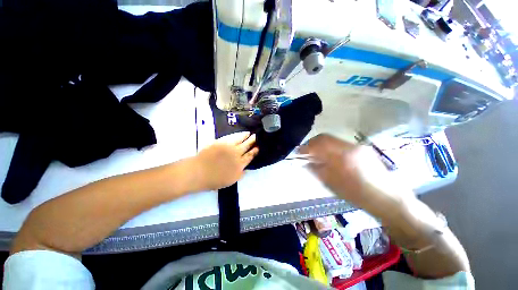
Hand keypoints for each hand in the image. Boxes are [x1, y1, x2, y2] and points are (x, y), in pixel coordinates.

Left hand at [194, 132, 258, 190]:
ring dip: (248, 137)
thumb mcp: (230, 181)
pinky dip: (240, 134)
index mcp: (239, 166)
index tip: (258, 147)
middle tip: (258, 137)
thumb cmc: (213, 179)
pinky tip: (243, 133)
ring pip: (242, 140)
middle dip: (253, 142)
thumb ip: (240, 174)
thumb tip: (246, 168)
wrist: (198, 172)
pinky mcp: (223, 142)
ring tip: (251, 134)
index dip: (255, 151)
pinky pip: (234, 137)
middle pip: (247, 147)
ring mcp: (230, 147)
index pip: (250, 156)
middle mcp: (237, 155)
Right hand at [299, 134, 413, 217]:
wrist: (388, 198)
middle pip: (325, 137)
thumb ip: (317, 171)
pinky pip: (341, 144)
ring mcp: (357, 146)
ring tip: (317, 154)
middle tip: (306, 151)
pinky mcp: (362, 149)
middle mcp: (349, 147)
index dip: (306, 147)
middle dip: (313, 143)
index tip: (299, 152)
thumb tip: (306, 163)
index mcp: (342, 157)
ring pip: (333, 140)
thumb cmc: (358, 195)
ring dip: (322, 145)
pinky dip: (331, 148)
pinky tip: (331, 157)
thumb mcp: (333, 185)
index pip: (318, 144)